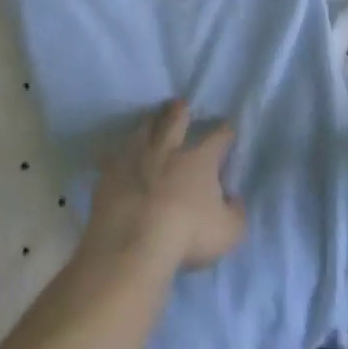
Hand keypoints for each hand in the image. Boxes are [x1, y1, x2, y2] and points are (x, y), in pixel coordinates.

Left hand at [81, 100, 246, 275]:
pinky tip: (120, 155)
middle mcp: (169, 147)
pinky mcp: (111, 171)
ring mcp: (137, 156)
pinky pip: (115, 154)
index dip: (226, 132)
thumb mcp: (228, 232)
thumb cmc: (186, 235)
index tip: (228, 131)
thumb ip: (236, 213)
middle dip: (180, 109)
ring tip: (151, 120)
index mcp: (200, 158)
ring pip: (144, 127)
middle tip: (180, 105)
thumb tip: (234, 199)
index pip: (219, 135)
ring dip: (150, 121)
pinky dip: (121, 153)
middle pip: (176, 117)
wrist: (132, 243)